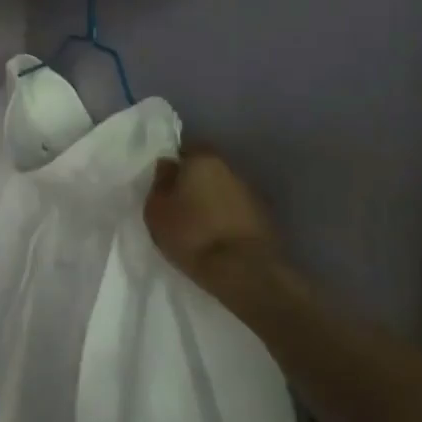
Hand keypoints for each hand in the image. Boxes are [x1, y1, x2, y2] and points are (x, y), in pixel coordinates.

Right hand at [144, 146, 287, 292]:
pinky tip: (217, 235)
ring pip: (224, 190)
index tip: (166, 182)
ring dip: (213, 200)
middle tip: (180, 203)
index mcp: (203, 159)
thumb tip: (168, 167)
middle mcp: (231, 168)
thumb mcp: (156, 210)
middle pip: (208, 169)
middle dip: (195, 182)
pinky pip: (238, 211)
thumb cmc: (191, 234)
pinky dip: (228, 218)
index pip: (186, 149)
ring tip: (199, 223)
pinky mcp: (266, 218)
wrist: (243, 271)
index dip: (175, 165)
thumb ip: (160, 184)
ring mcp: (252, 193)